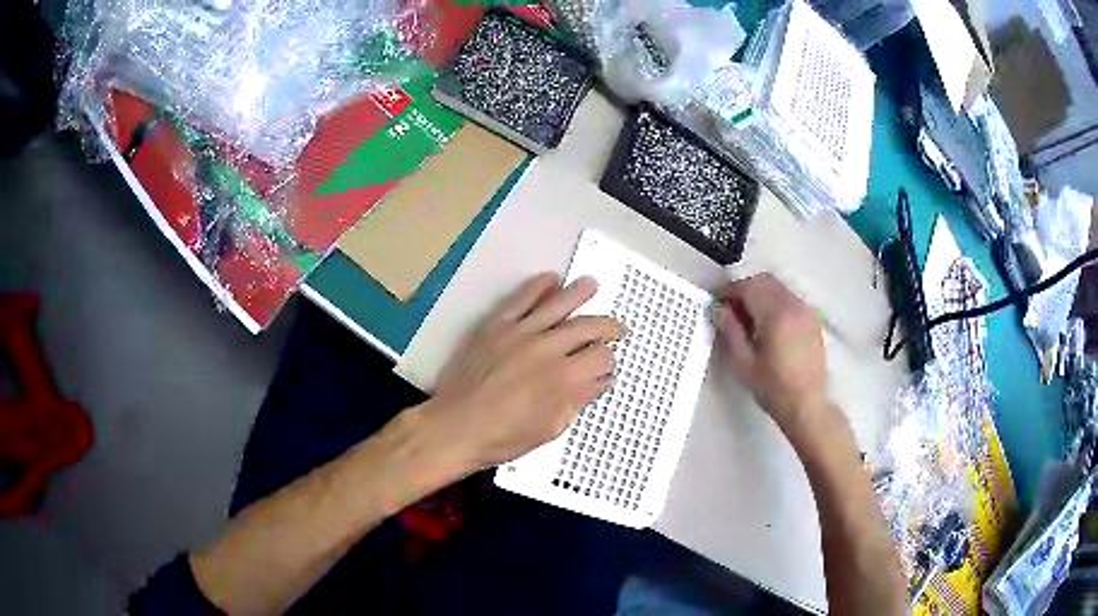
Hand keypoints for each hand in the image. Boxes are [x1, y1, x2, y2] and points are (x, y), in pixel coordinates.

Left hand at [428, 273, 620, 469]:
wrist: (455, 426)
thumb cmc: (503, 437)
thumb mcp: (550, 428)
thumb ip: (578, 400)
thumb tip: (600, 381)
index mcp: (565, 378)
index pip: (601, 357)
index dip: (609, 362)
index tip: (605, 367)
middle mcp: (548, 348)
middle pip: (588, 326)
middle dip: (607, 327)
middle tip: (615, 329)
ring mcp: (521, 332)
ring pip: (559, 304)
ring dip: (579, 293)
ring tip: (591, 285)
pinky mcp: (497, 325)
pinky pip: (521, 298)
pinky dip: (538, 286)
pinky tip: (551, 279)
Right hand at [712, 273, 833, 434]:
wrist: (806, 405)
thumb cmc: (772, 388)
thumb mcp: (742, 363)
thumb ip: (729, 331)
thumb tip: (718, 309)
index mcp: (776, 315)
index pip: (748, 287)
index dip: (729, 291)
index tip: (716, 302)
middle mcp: (794, 305)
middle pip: (764, 282)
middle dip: (744, 290)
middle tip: (729, 309)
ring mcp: (806, 311)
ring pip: (778, 288)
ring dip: (760, 295)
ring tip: (747, 319)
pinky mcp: (813, 319)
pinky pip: (789, 299)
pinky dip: (774, 303)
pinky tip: (767, 326)